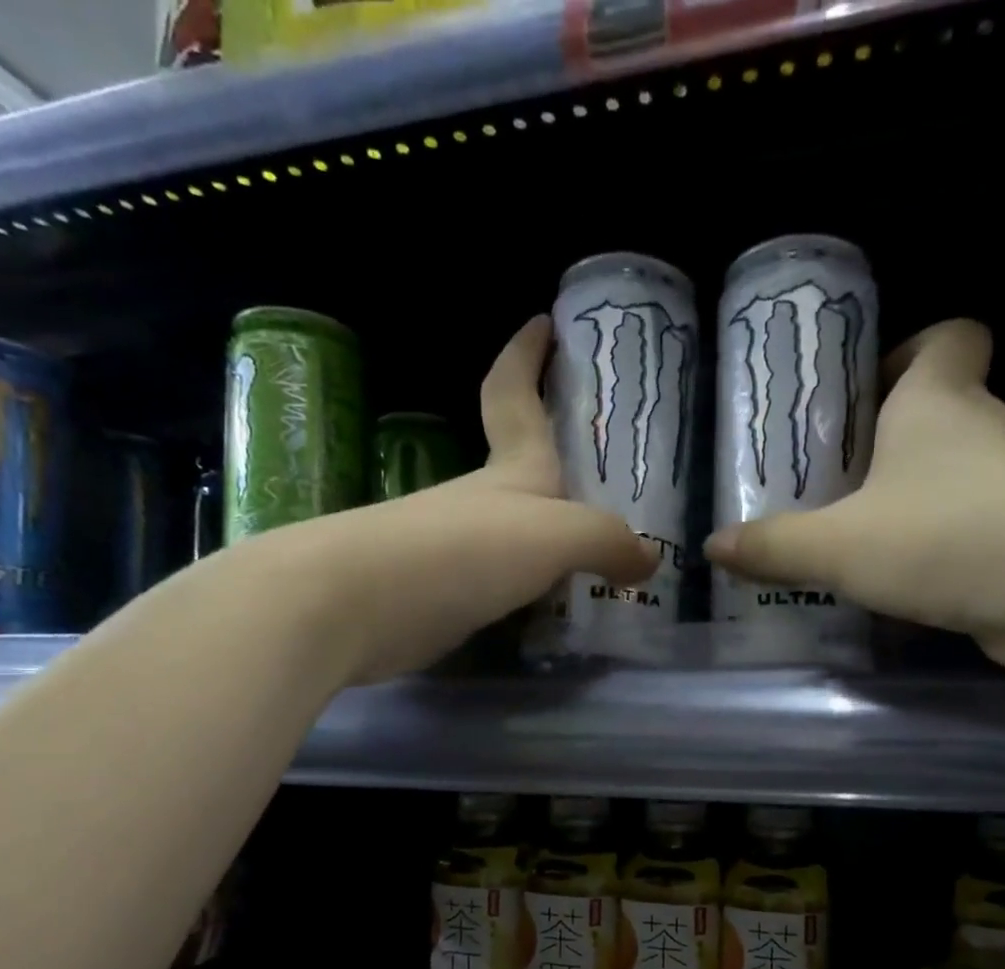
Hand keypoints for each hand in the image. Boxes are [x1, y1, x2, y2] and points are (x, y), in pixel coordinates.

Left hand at [241, 316, 656, 683]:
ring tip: (603, 554)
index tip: (546, 323)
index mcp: (510, 468)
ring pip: (519, 534)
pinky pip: (506, 586)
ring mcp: (459, 551)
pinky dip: (535, 591)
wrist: (356, 607)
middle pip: (523, 467)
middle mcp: (483, 502)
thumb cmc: (463, 550)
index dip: (529, 356)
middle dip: (560, 459)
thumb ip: (607, 542)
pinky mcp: (446, 597)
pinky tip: (557, 608)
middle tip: (612, 473)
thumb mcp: (555, 536)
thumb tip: (648, 559)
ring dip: (554, 538)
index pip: (514, 393)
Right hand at [703, 319, 1004, 674]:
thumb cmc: (945, 536)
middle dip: (883, 443)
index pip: (946, 336)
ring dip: (904, 505)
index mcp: (937, 401)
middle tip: (824, 482)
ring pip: (949, 480)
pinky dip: (930, 553)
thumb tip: (713, 546)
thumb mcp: (838, 545)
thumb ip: (774, 546)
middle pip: (936, 413)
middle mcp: (982, 431)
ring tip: (844, 543)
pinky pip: (964, 534)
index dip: (907, 349)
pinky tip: (889, 589)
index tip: (861, 391)